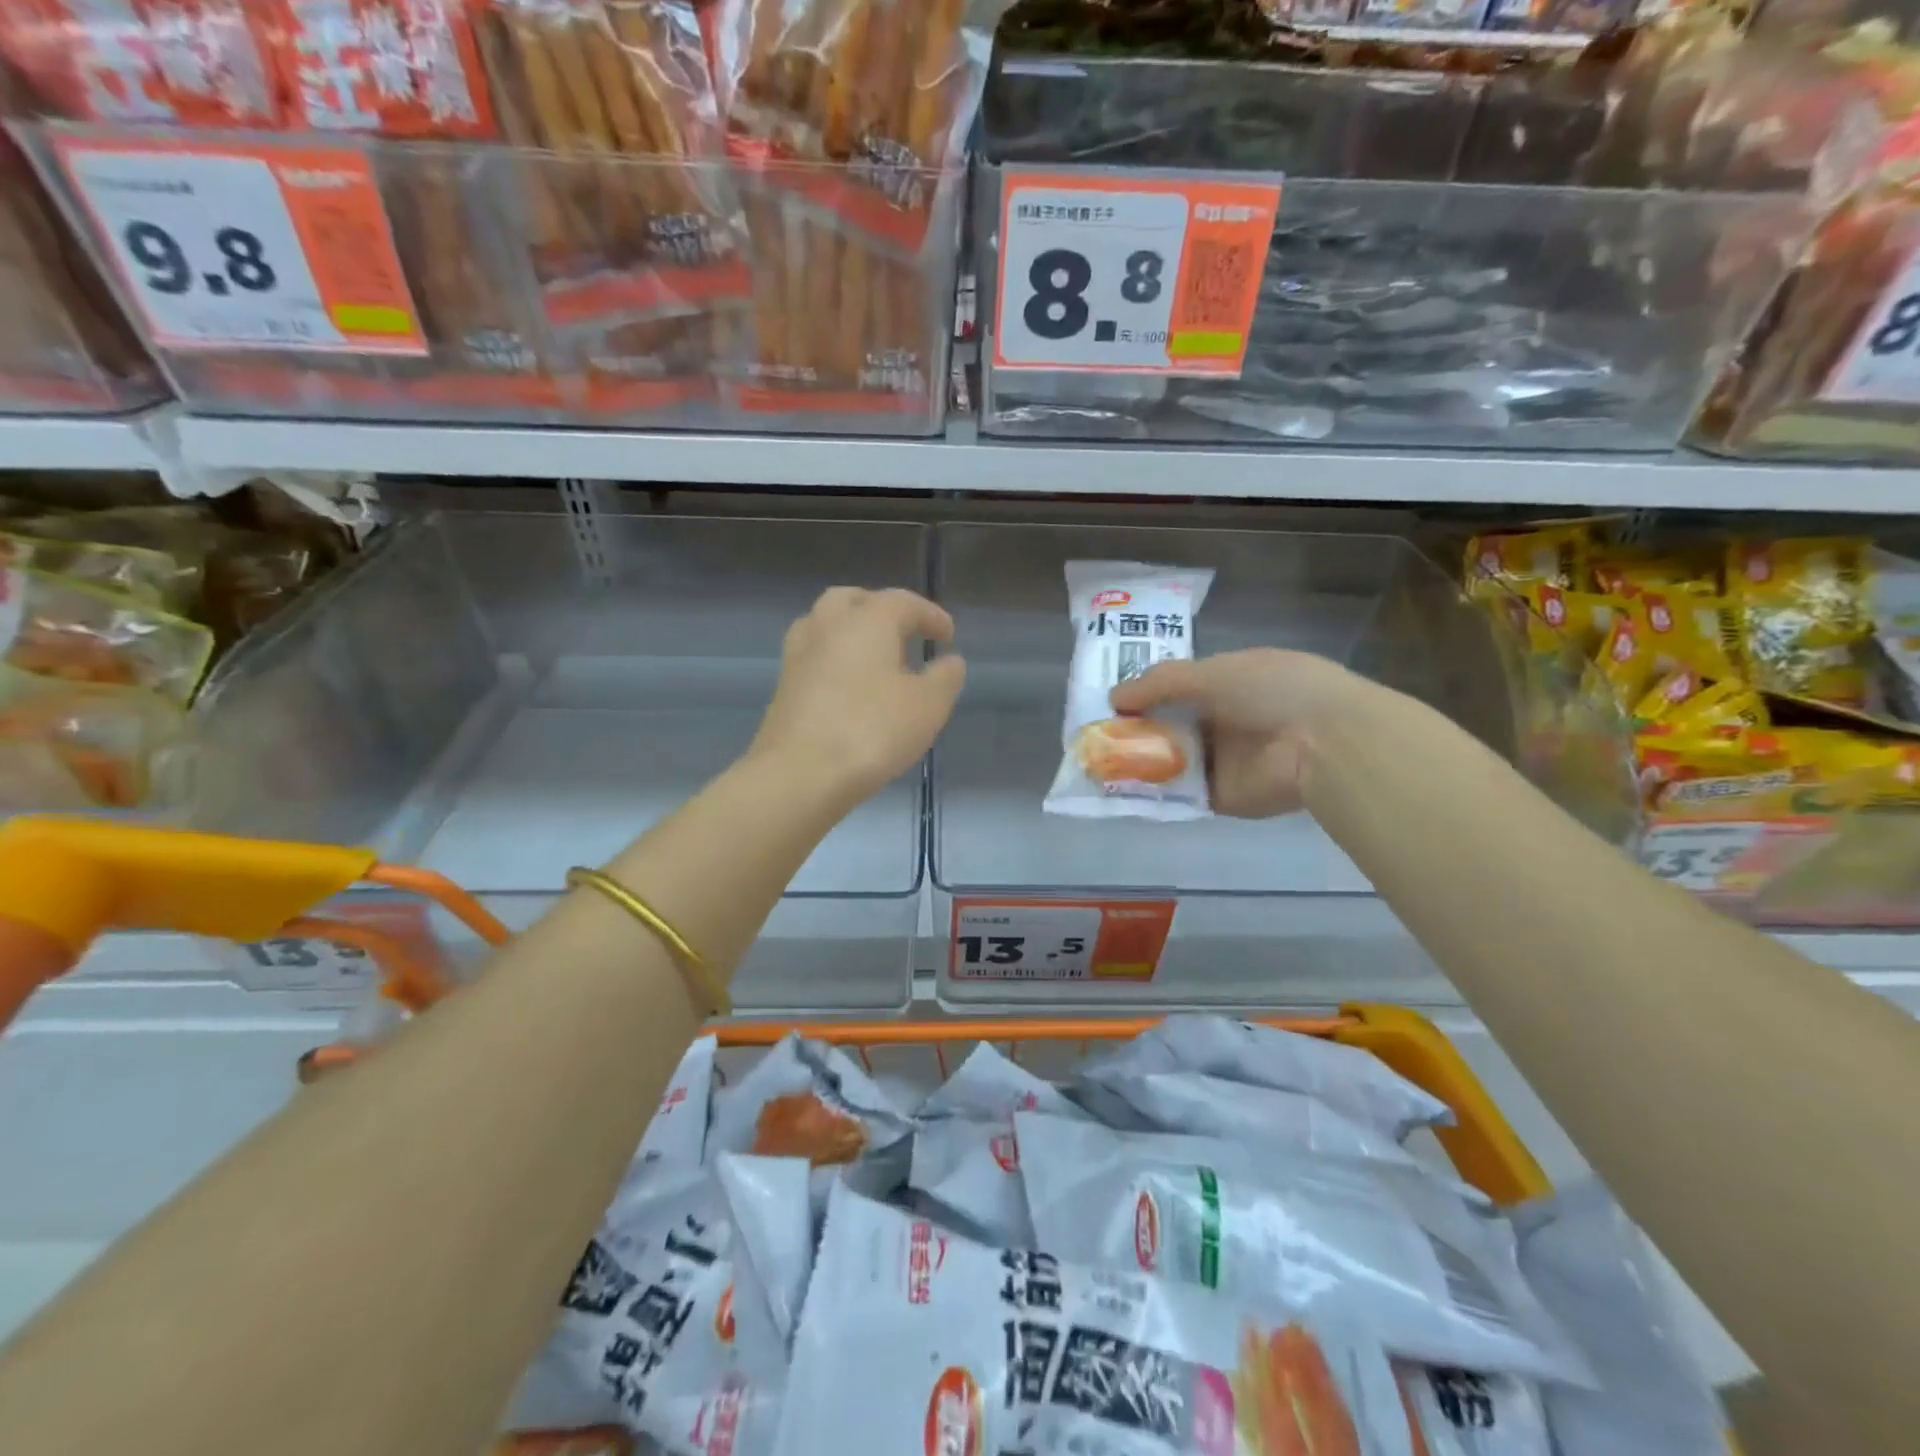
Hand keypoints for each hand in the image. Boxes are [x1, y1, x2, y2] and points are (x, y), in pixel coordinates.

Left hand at [750, 587, 966, 806]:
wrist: (800, 773)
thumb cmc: (872, 731)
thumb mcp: (928, 706)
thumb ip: (944, 678)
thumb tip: (950, 661)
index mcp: (867, 620)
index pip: (904, 603)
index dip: (930, 616)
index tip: (948, 635)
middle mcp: (827, 625)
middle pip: (854, 600)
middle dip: (881, 609)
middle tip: (903, 632)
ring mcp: (798, 654)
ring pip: (825, 624)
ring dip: (851, 631)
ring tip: (874, 657)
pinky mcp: (783, 685)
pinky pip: (814, 656)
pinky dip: (834, 659)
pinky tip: (849, 685)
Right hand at [1109, 649, 1356, 817]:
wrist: (1322, 742)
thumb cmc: (1271, 691)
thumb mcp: (1211, 673)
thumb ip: (1160, 683)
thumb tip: (1113, 697)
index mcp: (1229, 685)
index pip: (1178, 690)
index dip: (1145, 695)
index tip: (1110, 703)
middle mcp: (1224, 722)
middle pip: (1170, 727)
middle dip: (1136, 730)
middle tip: (1093, 735)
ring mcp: (1223, 761)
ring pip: (1171, 761)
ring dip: (1139, 761)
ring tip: (1096, 762)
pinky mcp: (1222, 796)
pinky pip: (1180, 794)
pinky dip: (1153, 792)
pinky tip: (1118, 788)